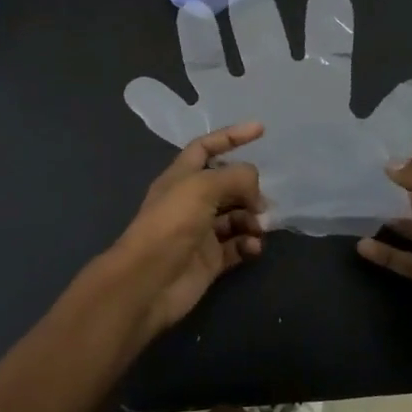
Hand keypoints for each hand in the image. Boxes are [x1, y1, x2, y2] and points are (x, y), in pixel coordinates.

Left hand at [103, 123, 267, 336]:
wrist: (148, 281)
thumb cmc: (171, 224)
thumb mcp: (203, 187)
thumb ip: (236, 177)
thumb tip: (255, 190)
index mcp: (181, 177)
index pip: (207, 147)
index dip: (231, 136)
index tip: (260, 130)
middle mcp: (191, 201)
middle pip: (228, 185)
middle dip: (249, 189)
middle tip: (263, 202)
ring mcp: (201, 232)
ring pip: (236, 216)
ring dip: (252, 218)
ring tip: (259, 227)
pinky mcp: (210, 260)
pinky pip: (237, 246)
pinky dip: (249, 244)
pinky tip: (253, 247)